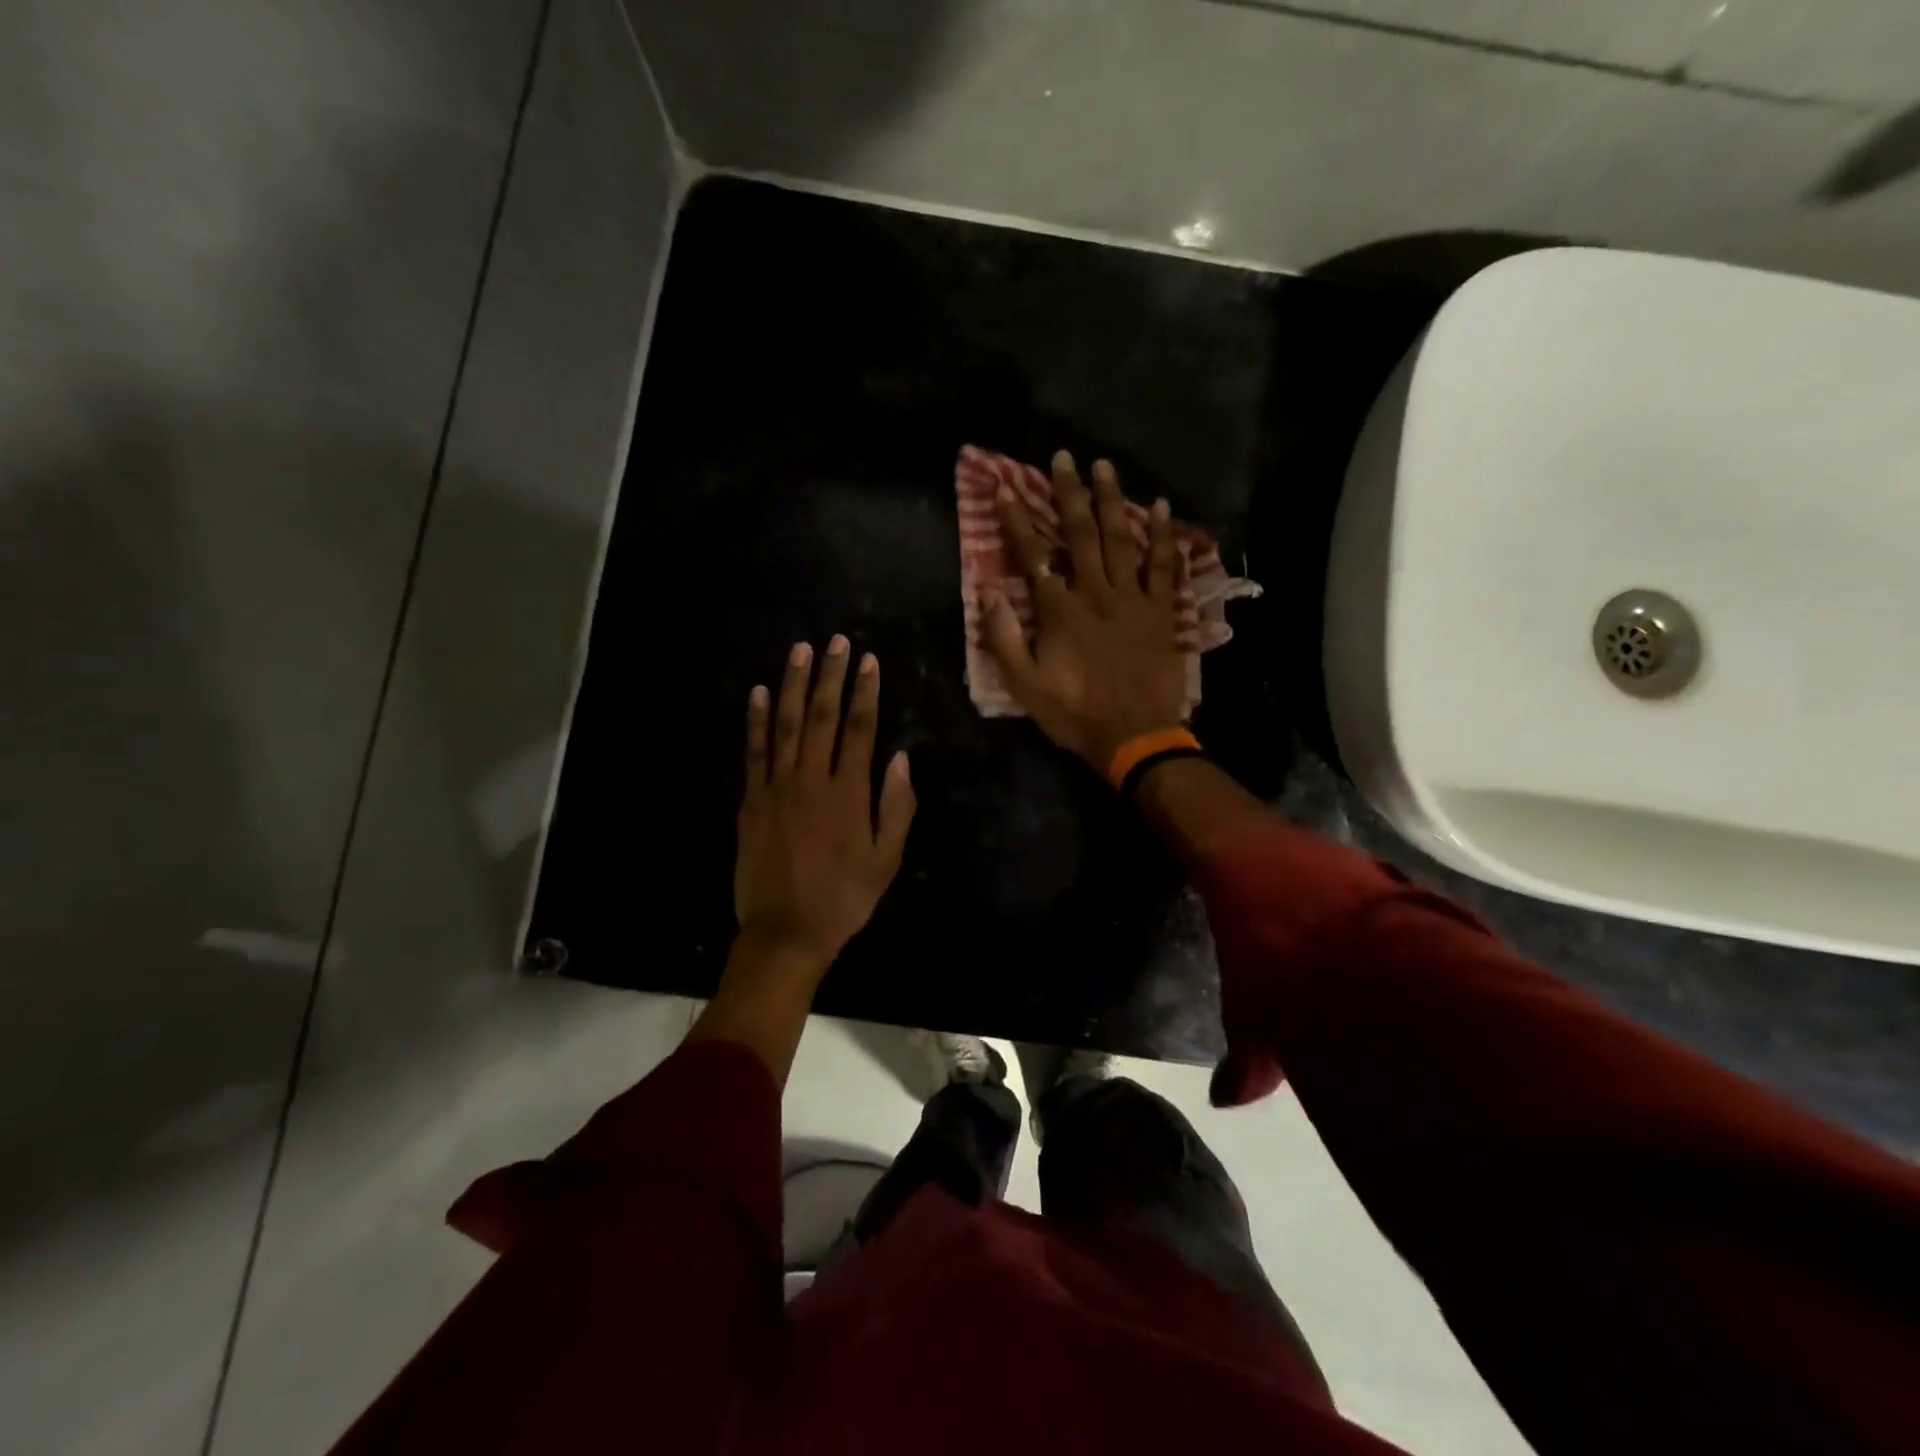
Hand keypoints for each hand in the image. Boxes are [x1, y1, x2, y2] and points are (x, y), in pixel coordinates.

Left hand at [733, 635, 915, 980]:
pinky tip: (758, 692)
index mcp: (849, 793)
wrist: (785, 932)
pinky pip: (753, 751)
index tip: (867, 661)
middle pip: (822, 716)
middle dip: (830, 675)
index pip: (860, 729)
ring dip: (793, 684)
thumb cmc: (844, 898)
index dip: (865, 692)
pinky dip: (755, 720)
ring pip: (785, 724)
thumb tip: (900, 758)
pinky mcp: (751, 800)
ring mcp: (776, 787)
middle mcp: (812, 780)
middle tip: (835, 640)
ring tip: (800, 650)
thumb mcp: (887, 860)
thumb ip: (896, 807)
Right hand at [982, 451, 1186, 771]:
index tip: (1006, 489)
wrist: (1134, 736)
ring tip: (1105, 467)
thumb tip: (988, 594)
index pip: (1034, 556)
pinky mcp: (1161, 612)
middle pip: (1081, 534)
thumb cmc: (1075, 713)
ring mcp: (1133, 599)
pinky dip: (1162, 536)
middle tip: (1064, 457)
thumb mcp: (1025, 685)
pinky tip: (1160, 507)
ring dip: (1112, 500)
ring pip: (1121, 540)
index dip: (1018, 521)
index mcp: (1060, 611)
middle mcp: (1096, 593)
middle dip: (1069, 493)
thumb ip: (1005, 638)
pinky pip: (1164, 566)